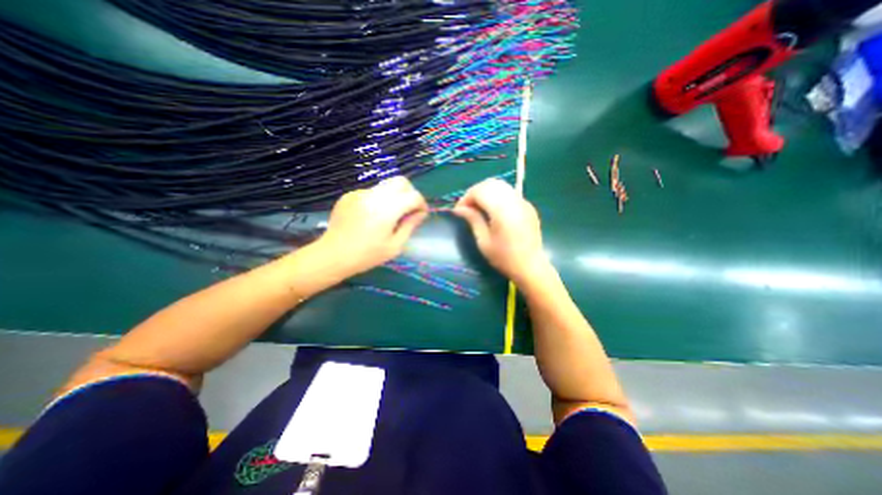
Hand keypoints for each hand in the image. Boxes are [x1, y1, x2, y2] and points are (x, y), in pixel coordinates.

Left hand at [315, 176, 428, 276]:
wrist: (333, 255)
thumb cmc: (367, 256)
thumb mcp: (395, 246)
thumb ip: (410, 226)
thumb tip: (419, 213)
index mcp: (387, 210)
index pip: (413, 196)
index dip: (421, 204)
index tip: (420, 215)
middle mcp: (374, 195)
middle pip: (400, 181)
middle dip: (409, 193)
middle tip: (408, 210)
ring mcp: (360, 193)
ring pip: (385, 186)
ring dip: (393, 197)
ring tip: (387, 217)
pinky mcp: (349, 195)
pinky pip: (371, 192)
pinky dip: (377, 201)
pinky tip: (370, 218)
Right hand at [455, 178, 548, 285]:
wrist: (531, 266)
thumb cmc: (504, 258)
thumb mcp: (484, 241)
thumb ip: (473, 220)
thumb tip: (459, 209)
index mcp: (502, 210)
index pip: (480, 191)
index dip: (466, 197)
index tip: (459, 210)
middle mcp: (514, 201)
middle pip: (490, 183)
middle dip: (475, 192)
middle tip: (467, 207)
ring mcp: (523, 202)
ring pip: (501, 185)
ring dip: (486, 192)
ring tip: (478, 207)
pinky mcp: (528, 206)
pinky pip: (509, 193)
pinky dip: (497, 195)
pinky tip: (493, 210)